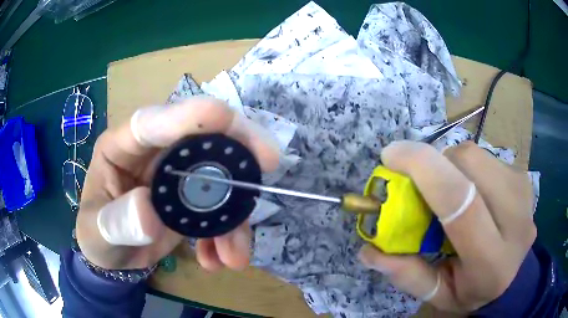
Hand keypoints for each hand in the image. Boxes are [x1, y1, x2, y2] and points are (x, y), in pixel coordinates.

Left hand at [76, 97, 278, 270]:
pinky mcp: (191, 198)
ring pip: (218, 176)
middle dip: (236, 147)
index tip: (224, 115)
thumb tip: (149, 212)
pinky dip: (226, 234)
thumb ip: (117, 223)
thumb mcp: (97, 233)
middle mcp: (153, 153)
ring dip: (235, 213)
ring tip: (236, 254)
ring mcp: (176, 175)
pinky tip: (219, 259)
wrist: (114, 258)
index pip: (151, 122)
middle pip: (200, 136)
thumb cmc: (97, 236)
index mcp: (121, 147)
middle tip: (267, 161)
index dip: (186, 114)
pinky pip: (219, 208)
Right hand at [358, 141, 535, 312]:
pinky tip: (472, 191)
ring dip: (452, 165)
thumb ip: (406, 275)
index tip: (391, 155)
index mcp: (492, 261)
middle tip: (424, 186)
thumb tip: (368, 248)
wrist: (514, 277)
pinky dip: (468, 167)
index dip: (424, 169)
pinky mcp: (523, 177)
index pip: (461, 203)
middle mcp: (516, 220)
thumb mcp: (438, 294)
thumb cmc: (474, 291)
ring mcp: (524, 193)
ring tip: (450, 192)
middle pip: (470, 164)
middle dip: (437, 164)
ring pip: (477, 154)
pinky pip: (486, 156)